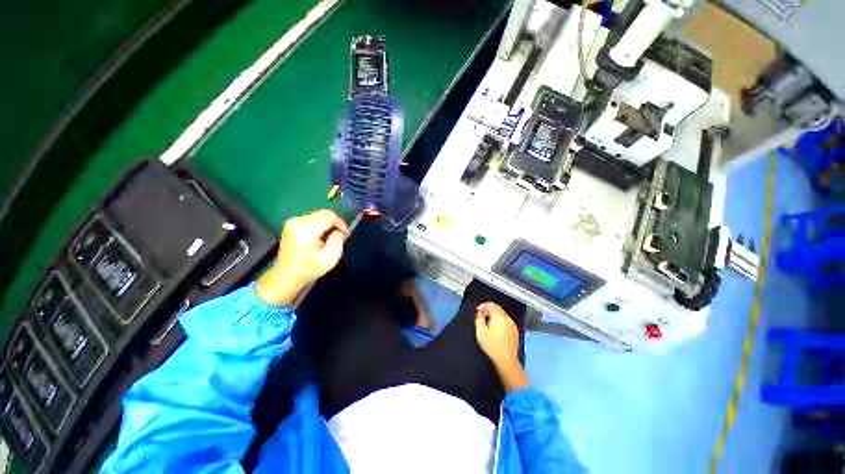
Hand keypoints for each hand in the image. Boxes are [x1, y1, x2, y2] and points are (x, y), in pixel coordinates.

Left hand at [257, 209, 348, 306]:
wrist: (286, 276)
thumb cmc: (309, 269)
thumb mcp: (330, 258)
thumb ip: (338, 241)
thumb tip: (338, 231)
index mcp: (306, 229)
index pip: (329, 216)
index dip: (341, 223)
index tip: (345, 235)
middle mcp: (297, 221)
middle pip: (324, 213)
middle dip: (335, 223)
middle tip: (339, 237)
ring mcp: (292, 221)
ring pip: (318, 215)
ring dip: (327, 224)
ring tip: (330, 238)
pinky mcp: (291, 224)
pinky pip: (312, 218)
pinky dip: (320, 225)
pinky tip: (320, 237)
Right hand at [475, 302, 528, 391]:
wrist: (506, 360)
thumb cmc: (491, 345)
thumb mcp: (480, 331)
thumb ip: (479, 318)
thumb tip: (480, 312)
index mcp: (499, 316)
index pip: (491, 305)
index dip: (483, 305)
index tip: (478, 311)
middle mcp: (507, 318)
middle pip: (497, 308)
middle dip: (489, 309)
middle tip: (482, 315)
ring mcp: (513, 324)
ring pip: (502, 314)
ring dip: (495, 315)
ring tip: (488, 322)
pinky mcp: (515, 331)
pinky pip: (506, 321)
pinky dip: (500, 320)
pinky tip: (496, 328)